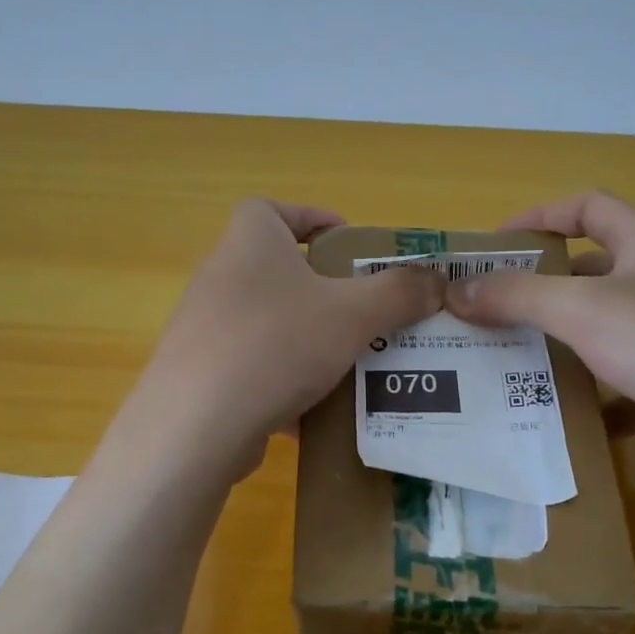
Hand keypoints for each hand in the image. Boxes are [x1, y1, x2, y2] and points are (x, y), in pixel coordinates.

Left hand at [131, 199, 443, 470]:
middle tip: (364, 311)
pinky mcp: (201, 373)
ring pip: (270, 322)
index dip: (313, 219)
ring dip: (307, 337)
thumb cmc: (278, 345)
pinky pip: (254, 365)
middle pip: (278, 269)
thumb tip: (437, 280)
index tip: (349, 245)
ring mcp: (205, 327)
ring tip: (350, 361)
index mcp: (250, 241)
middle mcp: (220, 275)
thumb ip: (400, 292)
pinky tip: (314, 407)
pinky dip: (284, 379)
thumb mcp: (353, 314)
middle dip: (324, 288)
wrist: (197, 425)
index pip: (275, 209)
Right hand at [444, 190, 634, 466]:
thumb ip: (515, 296)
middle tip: (498, 309)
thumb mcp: (580, 309)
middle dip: (546, 288)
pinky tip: (564, 414)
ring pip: (608, 328)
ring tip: (517, 360)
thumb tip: (456, 290)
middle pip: (595, 271)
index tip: (497, 242)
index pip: (588, 207)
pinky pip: (627, 379)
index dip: (540, 216)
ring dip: (566, 342)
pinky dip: (596, 393)